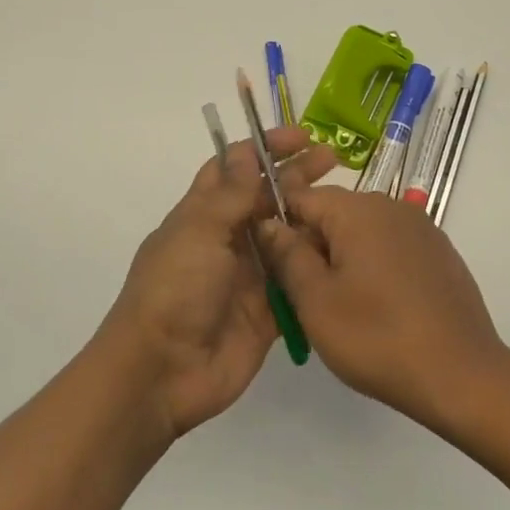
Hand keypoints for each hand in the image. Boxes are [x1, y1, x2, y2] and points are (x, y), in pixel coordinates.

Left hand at [101, 127, 335, 439]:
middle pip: (265, 198)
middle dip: (296, 176)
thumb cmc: (175, 289)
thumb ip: (230, 194)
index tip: (300, 137)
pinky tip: (344, 248)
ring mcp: (248, 275)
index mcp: (202, 214)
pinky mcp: (267, 310)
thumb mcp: (199, 231)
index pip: (234, 168)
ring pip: (285, 236)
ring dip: (310, 218)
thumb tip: (246, 152)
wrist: (163, 371)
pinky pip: (295, 280)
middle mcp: (226, 239)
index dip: (264, 149)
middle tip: (333, 160)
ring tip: (346, 202)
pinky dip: (315, 264)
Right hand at [256, 188, 507, 430]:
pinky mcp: (440, 254)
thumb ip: (287, 255)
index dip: (280, 228)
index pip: (301, 198)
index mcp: (358, 210)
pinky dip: (375, 270)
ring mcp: (422, 229)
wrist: (462, 376)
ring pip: (363, 234)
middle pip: (334, 215)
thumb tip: (269, 223)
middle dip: (312, 248)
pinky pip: (392, 249)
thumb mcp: (316, 301)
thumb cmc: (377, 337)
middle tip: (304, 298)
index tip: (273, 267)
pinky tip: (378, 310)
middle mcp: (392, 207)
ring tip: (340, 310)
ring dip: (343, 261)